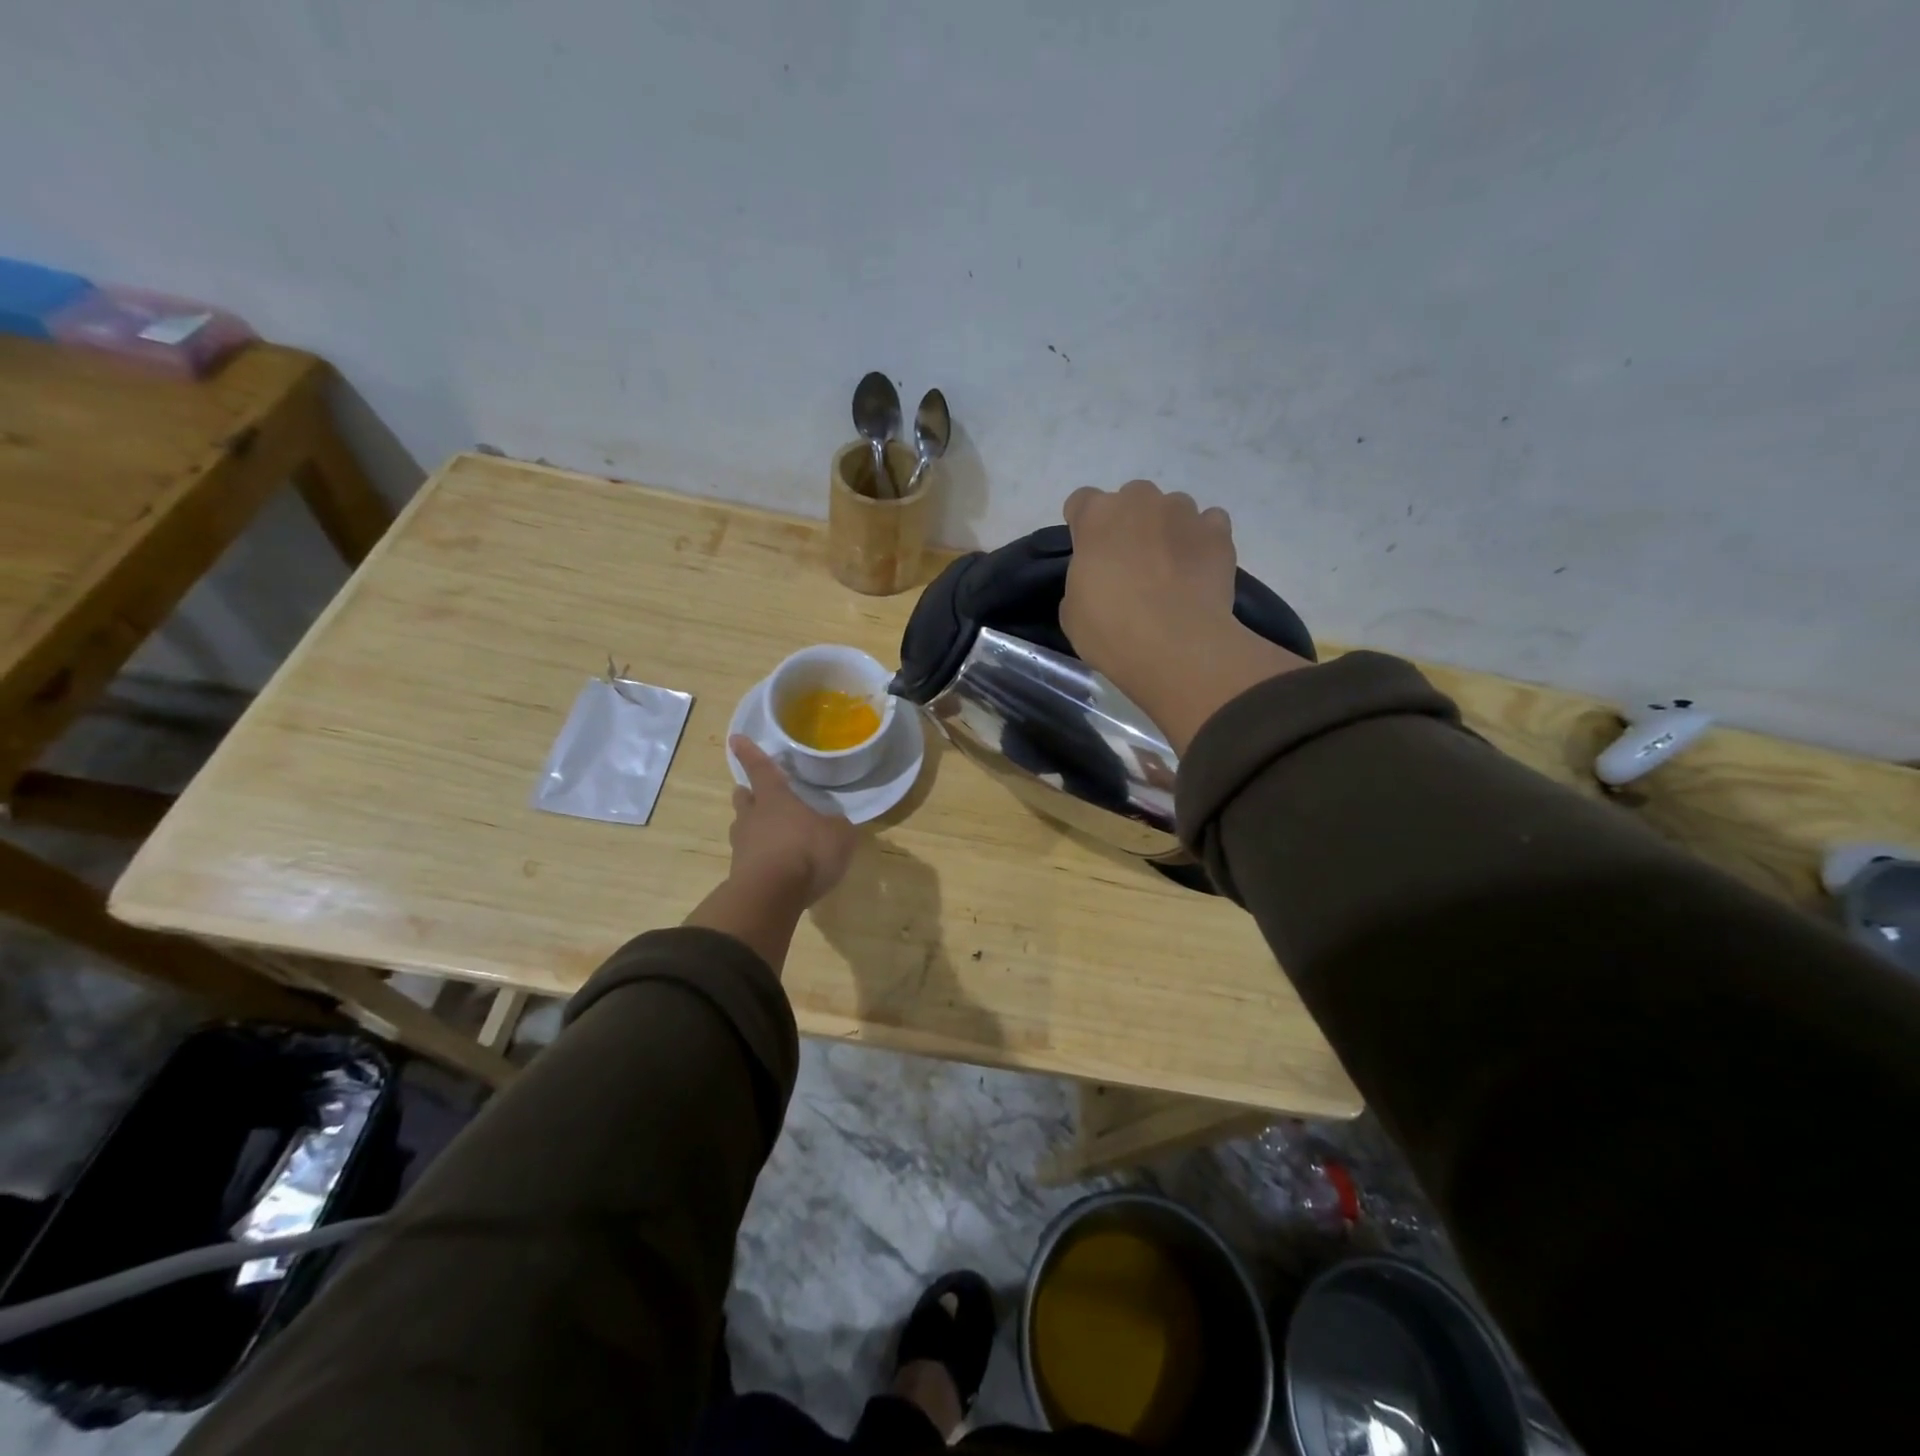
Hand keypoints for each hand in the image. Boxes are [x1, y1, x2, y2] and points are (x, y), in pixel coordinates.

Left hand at [726, 736, 856, 903]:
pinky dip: (759, 857)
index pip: (761, 769)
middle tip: (752, 792)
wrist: (771, 896)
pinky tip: (774, 864)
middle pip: (744, 799)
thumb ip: (837, 826)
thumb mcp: (838, 835)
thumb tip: (836, 824)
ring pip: (743, 828)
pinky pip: (749, 858)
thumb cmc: (806, 851)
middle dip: (748, 794)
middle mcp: (753, 817)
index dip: (750, 753)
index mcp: (775, 798)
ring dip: (752, 827)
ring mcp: (743, 847)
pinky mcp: (740, 874)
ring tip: (766, 832)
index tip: (735, 738)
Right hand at [1061, 481, 1308, 752]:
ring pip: (1172, 509)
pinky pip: (1209, 524)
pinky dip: (1202, 540)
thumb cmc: (1111, 630)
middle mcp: (1140, 501)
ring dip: (1167, 530)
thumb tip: (1098, 581)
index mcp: (1096, 517)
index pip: (1081, 502)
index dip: (1084, 527)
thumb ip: (1082, 581)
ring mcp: (1184, 513)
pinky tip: (1198, 569)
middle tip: (1130, 564)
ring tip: (1170, 570)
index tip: (1088, 553)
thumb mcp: (1072, 612)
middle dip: (1129, 523)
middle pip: (1131, 499)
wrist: (1176, 646)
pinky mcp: (1218, 533)